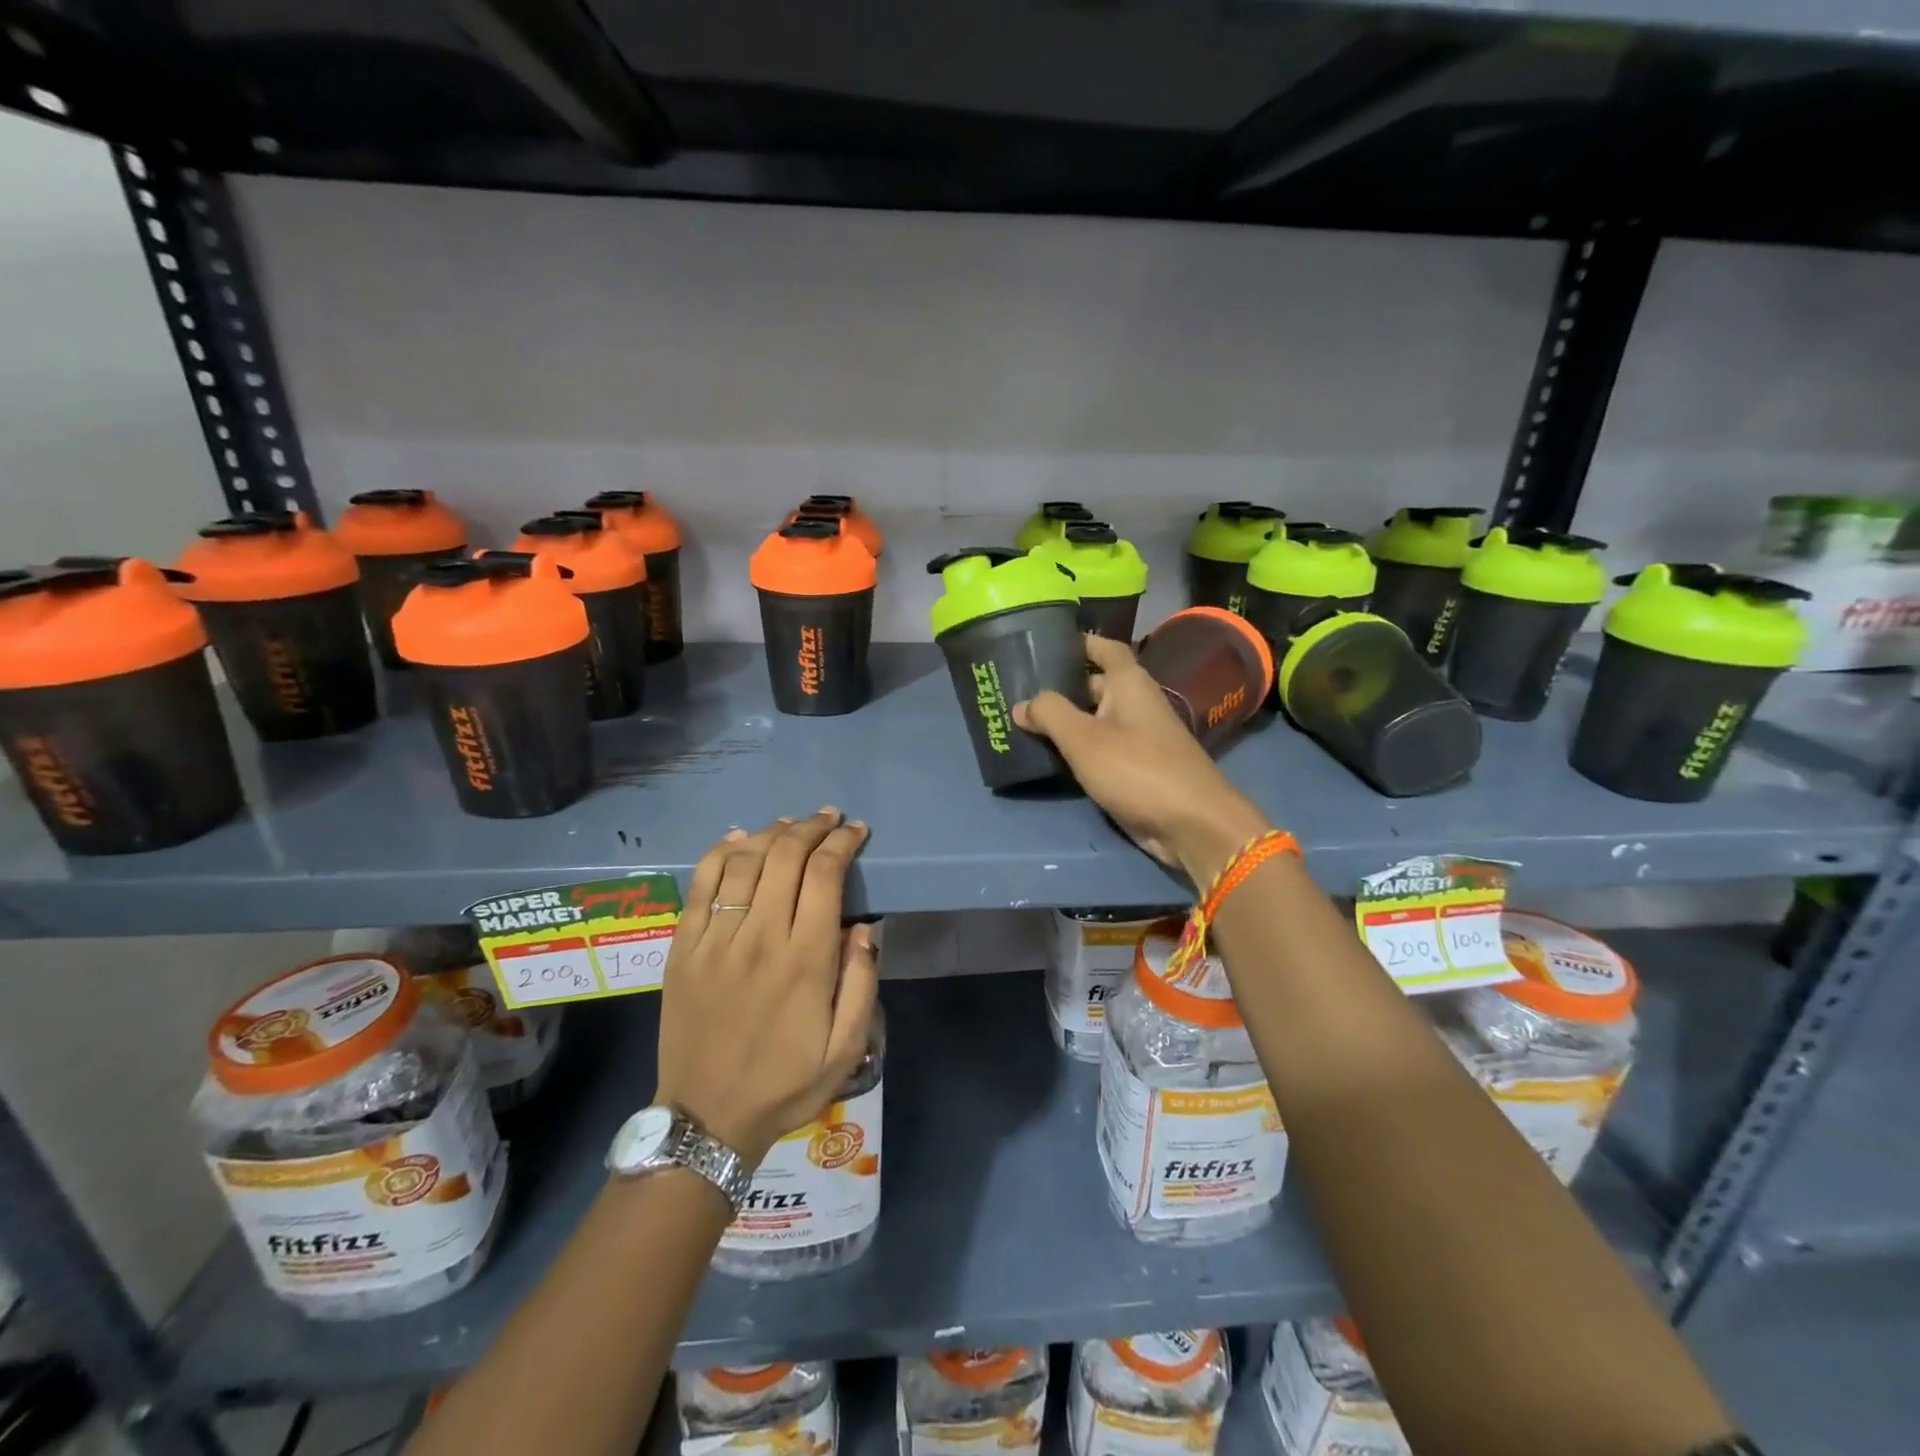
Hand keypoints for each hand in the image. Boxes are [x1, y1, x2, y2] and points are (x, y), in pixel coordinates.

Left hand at [655, 809, 877, 1166]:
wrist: (706, 1118)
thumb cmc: (785, 1083)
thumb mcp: (846, 1048)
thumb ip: (862, 983)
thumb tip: (864, 927)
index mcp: (805, 960)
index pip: (825, 875)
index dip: (843, 843)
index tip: (857, 830)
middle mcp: (759, 938)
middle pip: (785, 857)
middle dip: (812, 828)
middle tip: (829, 818)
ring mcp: (715, 940)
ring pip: (743, 862)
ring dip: (771, 833)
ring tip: (791, 823)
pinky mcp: (683, 947)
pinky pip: (700, 885)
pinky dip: (720, 853)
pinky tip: (739, 839)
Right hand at [1014, 634, 1271, 885]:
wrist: (1191, 824)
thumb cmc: (1137, 769)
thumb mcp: (1084, 739)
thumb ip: (1050, 714)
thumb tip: (1021, 704)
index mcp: (1130, 684)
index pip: (1106, 649)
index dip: (1081, 643)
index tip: (1048, 643)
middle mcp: (1136, 704)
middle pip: (1096, 686)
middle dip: (1063, 687)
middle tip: (1021, 690)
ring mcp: (1139, 738)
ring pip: (1096, 720)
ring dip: (1067, 721)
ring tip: (1025, 722)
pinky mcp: (1137, 769)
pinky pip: (1102, 749)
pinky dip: (1078, 749)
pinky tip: (1051, 756)